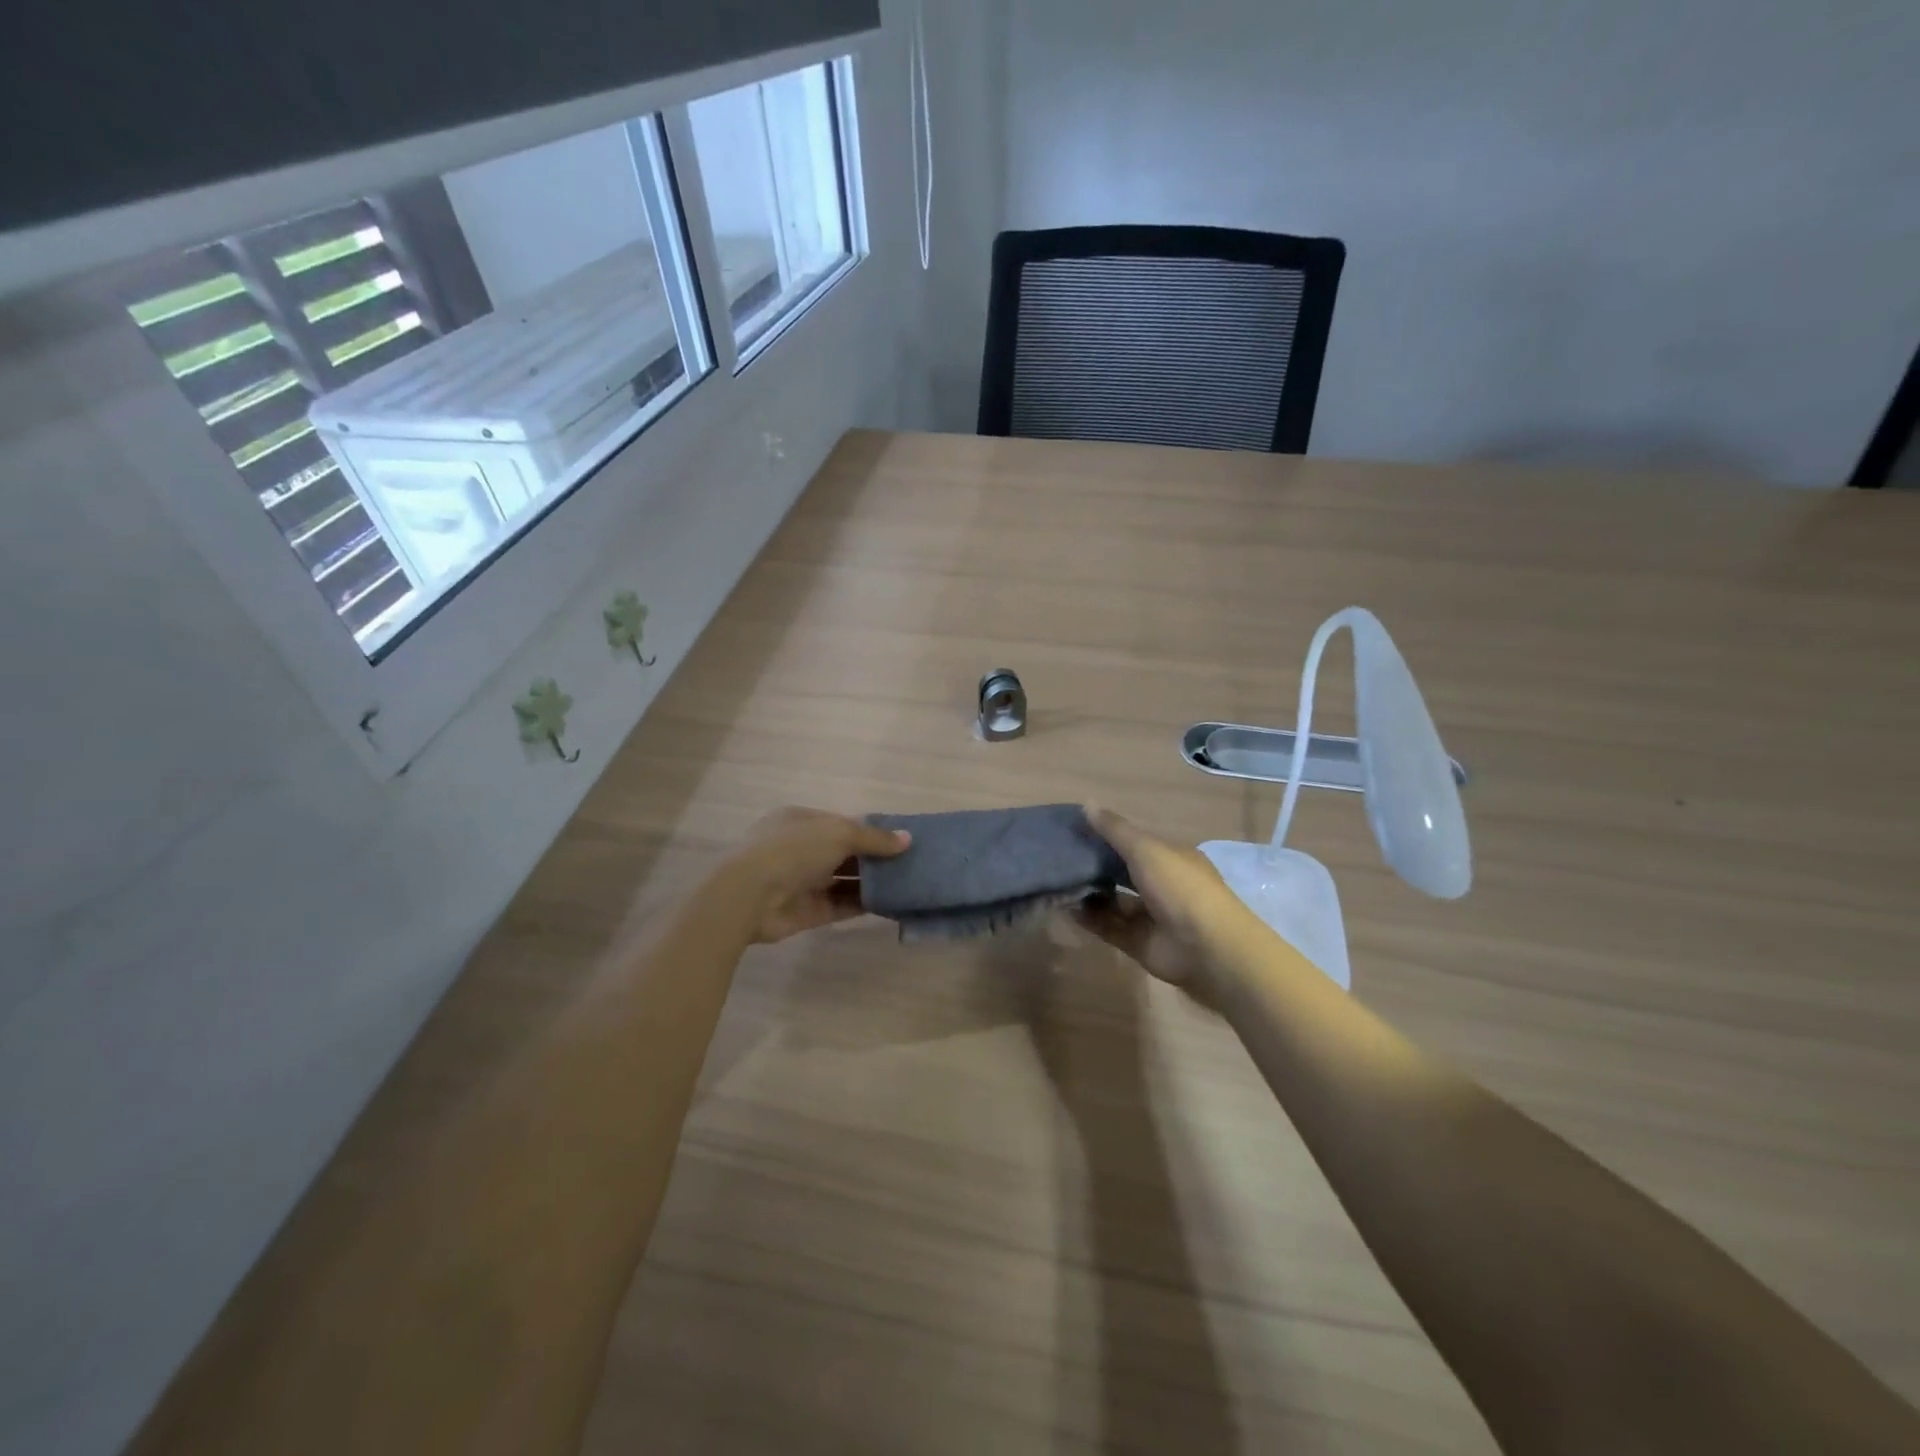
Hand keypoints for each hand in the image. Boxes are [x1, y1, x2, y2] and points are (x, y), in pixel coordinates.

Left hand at [720, 806, 910, 943]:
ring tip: (907, 883)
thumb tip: (907, 839)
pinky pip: (842, 904)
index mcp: (801, 821)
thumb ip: (874, 838)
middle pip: (845, 852)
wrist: (750, 896)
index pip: (842, 823)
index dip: (870, 830)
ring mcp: (803, 881)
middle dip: (874, 857)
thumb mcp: (839, 833)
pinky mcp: (808, 911)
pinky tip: (891, 903)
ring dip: (872, 882)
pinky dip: (864, 904)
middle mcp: (801, 849)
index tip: (899, 839)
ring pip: (845, 879)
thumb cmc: (793, 850)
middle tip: (910, 863)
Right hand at [1075, 806, 1243, 990]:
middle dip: (1093, 866)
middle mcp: (1160, 884)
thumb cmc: (1179, 886)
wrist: (1206, 947)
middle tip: (1058, 858)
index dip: (1105, 836)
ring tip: (1055, 883)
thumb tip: (1086, 804)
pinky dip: (1088, 919)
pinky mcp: (1138, 942)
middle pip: (1120, 872)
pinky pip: (1108, 927)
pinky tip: (1063, 908)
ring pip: (1112, 901)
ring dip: (1088, 893)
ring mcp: (1149, 915)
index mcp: (1169, 857)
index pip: (1133, 842)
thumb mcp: (1146, 849)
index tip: (1073, 830)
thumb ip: (1115, 830)